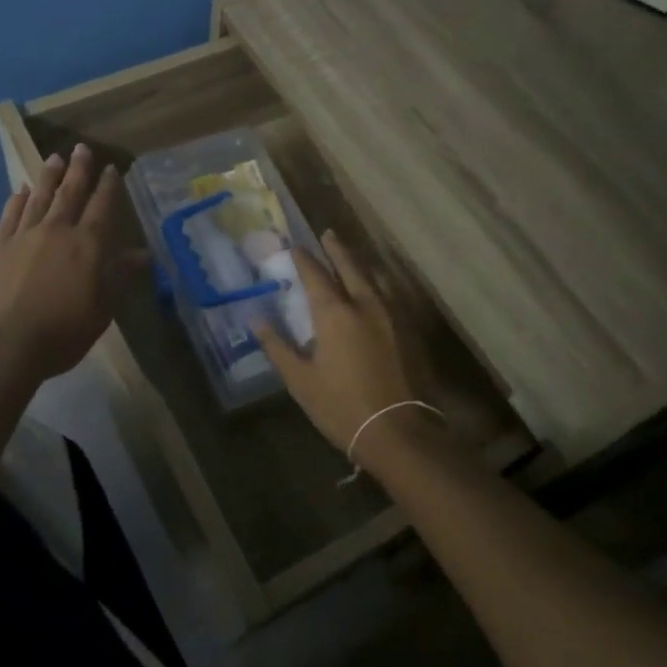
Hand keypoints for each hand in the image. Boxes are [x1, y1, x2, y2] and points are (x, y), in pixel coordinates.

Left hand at [0, 145, 146, 382]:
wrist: (1, 345)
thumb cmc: (60, 334)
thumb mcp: (101, 311)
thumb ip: (120, 278)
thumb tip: (143, 253)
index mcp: (86, 246)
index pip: (101, 208)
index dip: (108, 187)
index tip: (112, 168)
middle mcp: (56, 231)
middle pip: (70, 193)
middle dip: (78, 170)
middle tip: (82, 148)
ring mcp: (23, 236)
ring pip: (39, 197)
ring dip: (48, 177)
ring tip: (54, 158)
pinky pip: (10, 214)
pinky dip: (17, 199)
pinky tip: (20, 189)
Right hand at [252, 231, 432, 461]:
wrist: (400, 433)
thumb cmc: (342, 407)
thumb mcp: (301, 381)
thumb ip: (278, 347)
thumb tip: (256, 320)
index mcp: (335, 313)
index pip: (315, 275)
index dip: (303, 259)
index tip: (294, 247)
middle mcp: (366, 304)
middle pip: (350, 266)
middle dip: (336, 248)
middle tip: (327, 234)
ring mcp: (393, 315)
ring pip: (375, 277)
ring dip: (360, 263)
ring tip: (352, 257)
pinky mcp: (411, 330)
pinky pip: (392, 294)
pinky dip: (379, 283)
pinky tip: (377, 290)